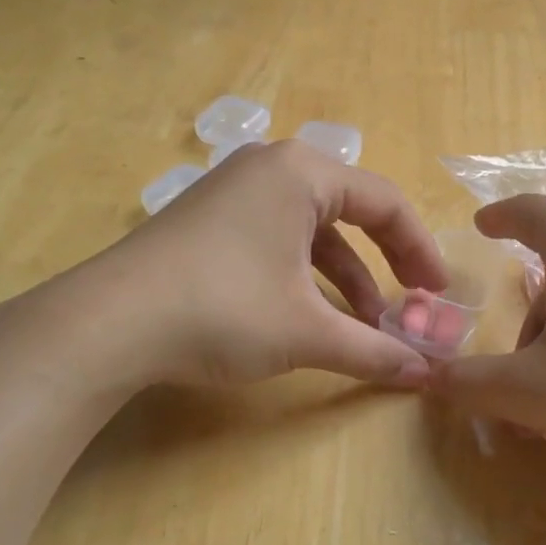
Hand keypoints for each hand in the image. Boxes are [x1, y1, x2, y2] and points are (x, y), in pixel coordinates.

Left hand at [62, 141, 448, 390]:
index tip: (438, 293)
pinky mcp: (211, 221)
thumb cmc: (223, 309)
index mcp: (302, 173)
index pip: (385, 203)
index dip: (420, 249)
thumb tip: (424, 376)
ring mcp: (236, 192)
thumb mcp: (306, 331)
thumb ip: (372, 350)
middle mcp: (271, 168)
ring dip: (346, 277)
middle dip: (385, 261)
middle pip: (351, 210)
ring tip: (366, 325)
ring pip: (313, 230)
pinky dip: (306, 275)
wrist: (107, 324)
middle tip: (412, 301)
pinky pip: (279, 239)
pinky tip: (315, 316)